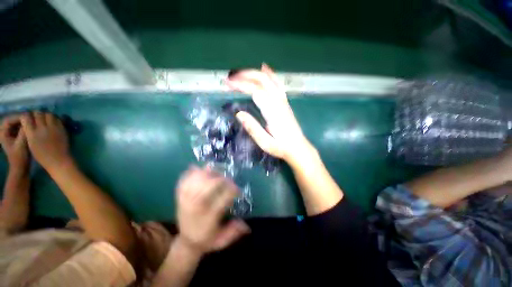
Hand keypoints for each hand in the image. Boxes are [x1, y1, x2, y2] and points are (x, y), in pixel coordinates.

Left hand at [0, 115, 28, 169]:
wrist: (21, 167)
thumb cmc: (20, 157)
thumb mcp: (22, 144)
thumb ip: (24, 131)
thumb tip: (29, 120)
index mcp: (2, 133)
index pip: (9, 119)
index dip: (18, 117)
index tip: (29, 118)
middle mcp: (4, 131)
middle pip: (13, 120)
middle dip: (23, 119)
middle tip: (33, 119)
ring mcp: (10, 134)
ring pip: (17, 123)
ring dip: (25, 122)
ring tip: (34, 123)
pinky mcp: (16, 136)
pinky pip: (20, 128)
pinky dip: (26, 126)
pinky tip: (33, 128)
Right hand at [20, 112, 70, 172]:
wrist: (58, 160)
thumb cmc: (42, 155)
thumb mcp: (30, 143)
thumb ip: (29, 131)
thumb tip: (30, 122)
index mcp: (31, 133)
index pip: (26, 117)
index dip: (26, 115)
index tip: (28, 117)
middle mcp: (41, 128)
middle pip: (38, 113)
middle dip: (36, 114)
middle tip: (37, 117)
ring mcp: (53, 128)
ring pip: (48, 114)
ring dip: (46, 115)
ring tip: (45, 119)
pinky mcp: (62, 128)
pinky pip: (57, 119)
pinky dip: (54, 118)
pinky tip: (53, 122)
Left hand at [176, 166, 249, 255]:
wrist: (186, 243)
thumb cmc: (207, 240)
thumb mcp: (222, 241)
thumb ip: (233, 232)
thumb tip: (247, 225)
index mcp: (208, 218)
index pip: (222, 199)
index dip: (232, 191)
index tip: (238, 190)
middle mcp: (196, 208)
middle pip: (207, 187)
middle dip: (219, 179)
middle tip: (227, 179)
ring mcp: (185, 202)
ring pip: (194, 183)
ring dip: (204, 173)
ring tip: (213, 169)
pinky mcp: (179, 199)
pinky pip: (182, 183)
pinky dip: (188, 174)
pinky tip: (195, 168)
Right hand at [225, 64, 312, 161]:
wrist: (298, 148)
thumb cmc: (281, 147)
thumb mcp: (265, 143)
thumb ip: (253, 128)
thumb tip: (239, 114)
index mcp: (273, 112)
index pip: (255, 91)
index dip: (241, 85)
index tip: (227, 84)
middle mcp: (279, 102)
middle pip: (262, 81)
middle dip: (245, 76)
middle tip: (230, 78)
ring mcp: (283, 100)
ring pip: (269, 79)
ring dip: (253, 74)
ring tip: (240, 73)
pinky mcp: (284, 102)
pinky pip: (277, 83)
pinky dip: (270, 74)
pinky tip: (264, 68)